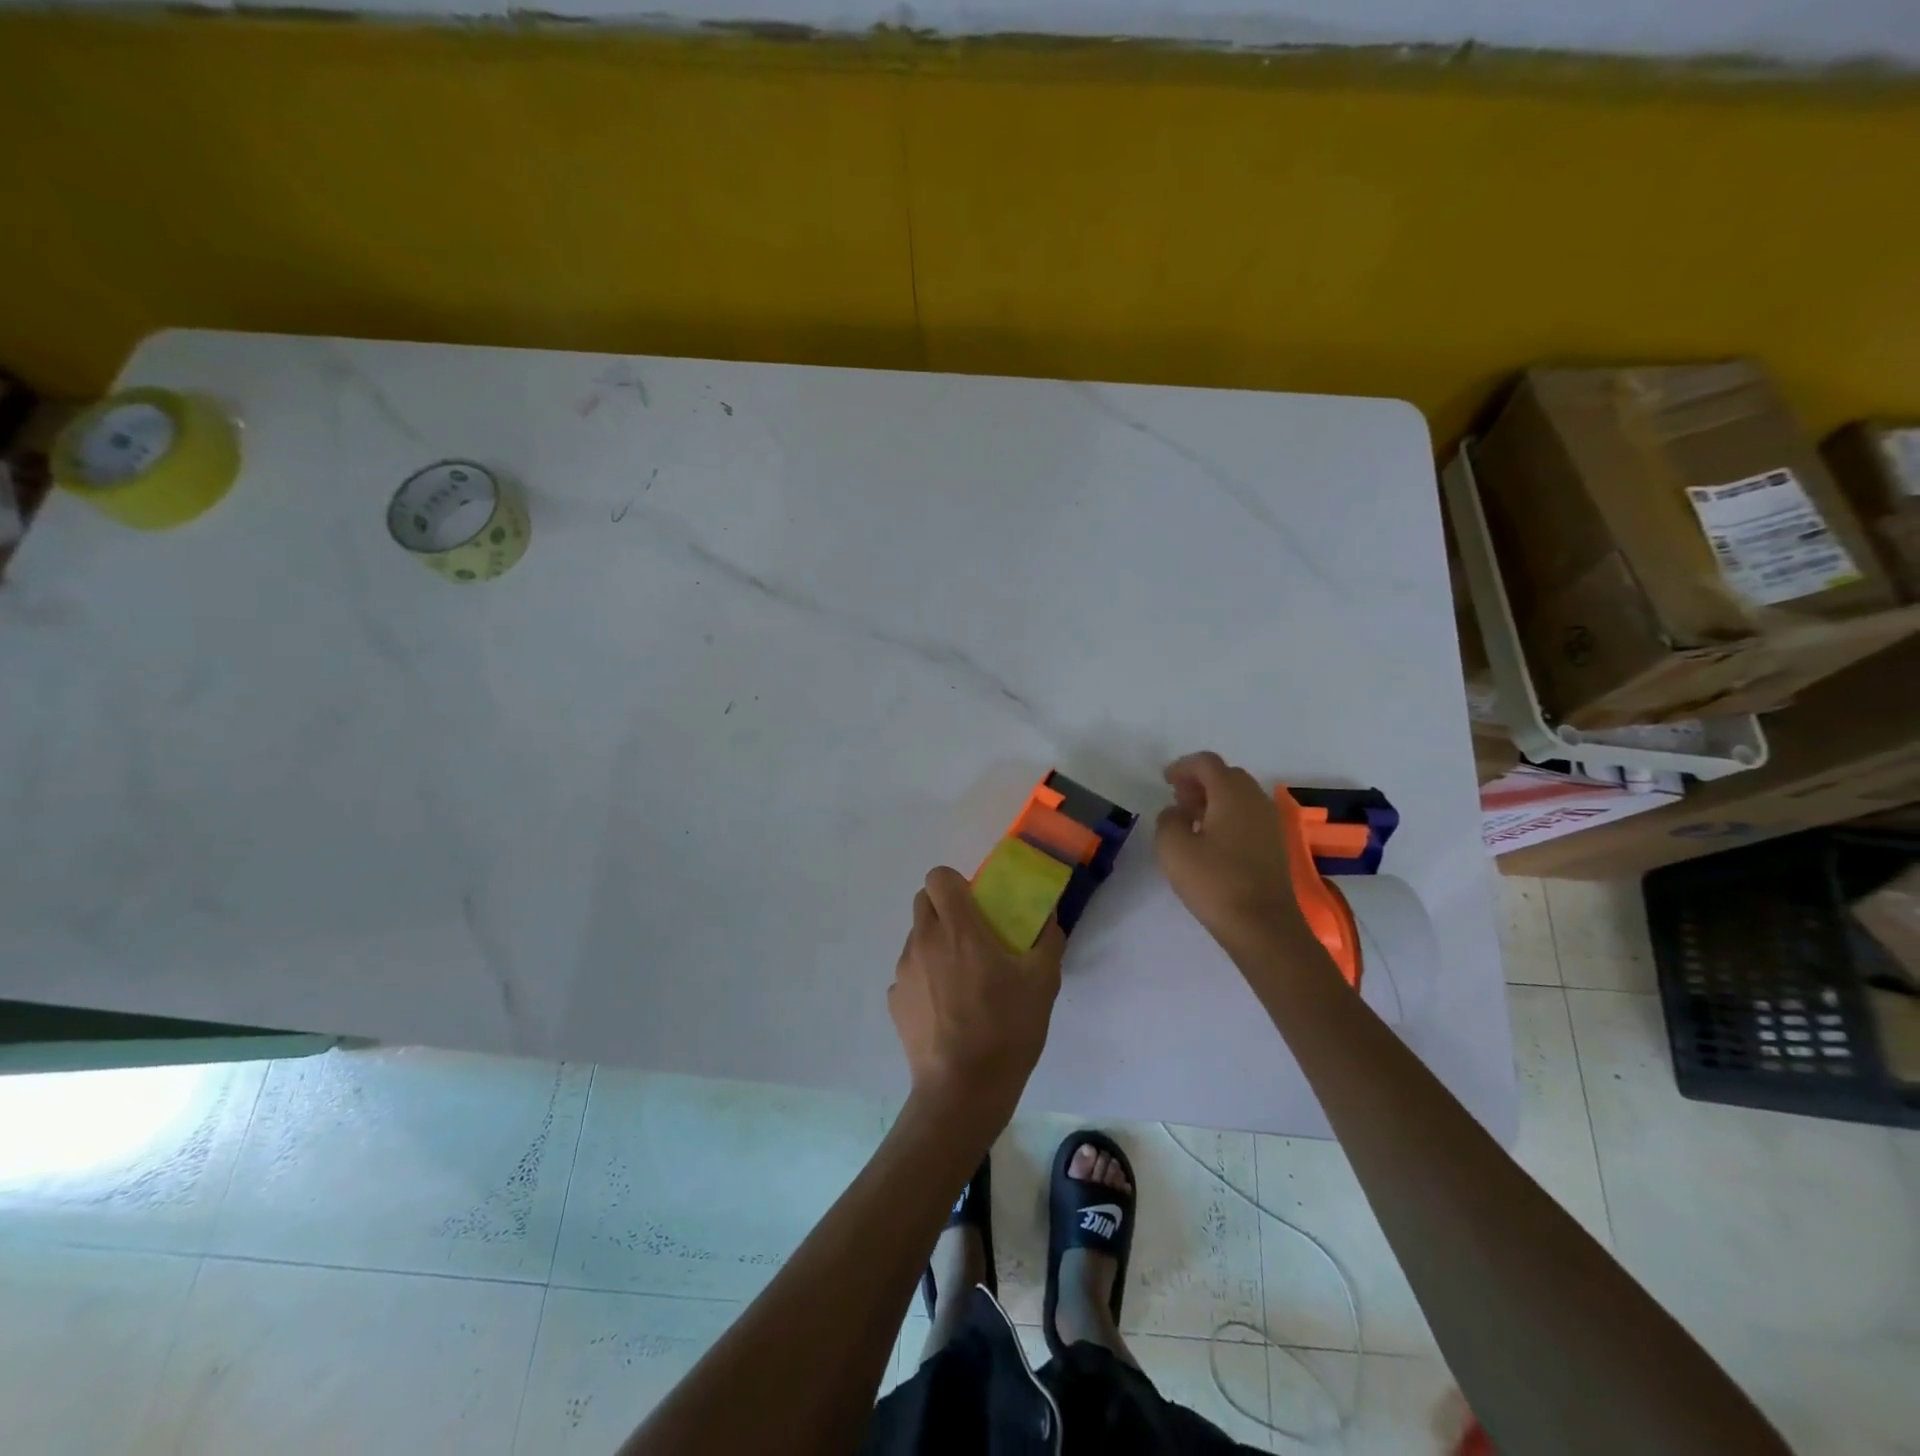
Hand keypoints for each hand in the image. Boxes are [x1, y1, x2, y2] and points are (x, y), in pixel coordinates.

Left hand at [888, 866, 1064, 1121]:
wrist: (963, 1090)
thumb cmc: (1006, 1029)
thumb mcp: (1042, 982)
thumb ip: (1047, 941)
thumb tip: (1049, 919)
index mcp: (957, 928)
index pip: (938, 877)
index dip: (955, 883)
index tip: (976, 904)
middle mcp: (923, 941)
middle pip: (923, 902)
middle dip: (944, 909)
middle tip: (971, 936)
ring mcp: (903, 971)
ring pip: (915, 938)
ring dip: (934, 945)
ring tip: (961, 979)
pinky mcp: (894, 1001)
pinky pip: (909, 974)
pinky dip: (924, 979)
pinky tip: (946, 1009)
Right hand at [1155, 751, 1306, 946]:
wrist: (1263, 925)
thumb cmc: (1214, 882)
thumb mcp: (1173, 848)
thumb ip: (1168, 820)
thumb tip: (1177, 812)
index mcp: (1232, 794)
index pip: (1207, 763)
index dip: (1183, 766)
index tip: (1165, 780)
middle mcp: (1256, 800)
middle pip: (1227, 775)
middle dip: (1200, 780)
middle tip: (1178, 798)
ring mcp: (1270, 822)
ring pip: (1240, 796)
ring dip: (1215, 798)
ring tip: (1192, 818)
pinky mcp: (1275, 844)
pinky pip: (1249, 815)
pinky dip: (1229, 815)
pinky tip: (1212, 839)